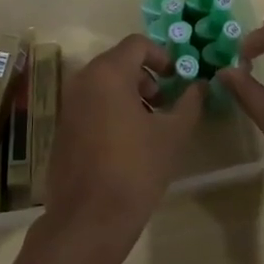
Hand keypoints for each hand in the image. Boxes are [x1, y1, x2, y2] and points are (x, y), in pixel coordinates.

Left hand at [37, 33, 201, 258]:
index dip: (162, 56)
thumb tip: (201, 85)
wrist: (88, 219)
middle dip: (146, 75)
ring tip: (149, 123)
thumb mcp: (172, 135)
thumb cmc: (136, 169)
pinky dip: (111, 108)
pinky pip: (91, 102)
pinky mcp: (63, 126)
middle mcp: (83, 80)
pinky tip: (127, 140)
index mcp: (108, 73)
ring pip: (103, 82)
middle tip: (165, 102)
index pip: (137, 44)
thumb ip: (190, 103)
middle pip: (119, 61)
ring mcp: (69, 103)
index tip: (177, 78)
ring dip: (129, 92)